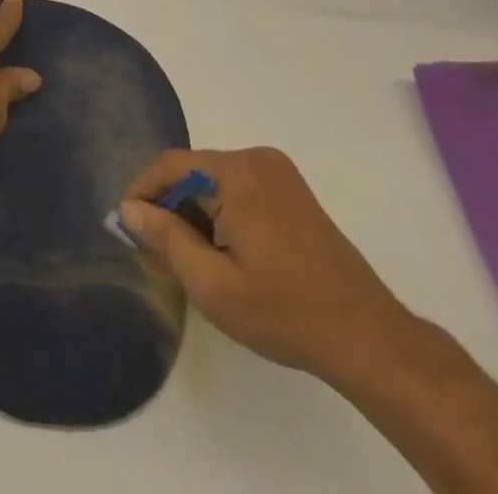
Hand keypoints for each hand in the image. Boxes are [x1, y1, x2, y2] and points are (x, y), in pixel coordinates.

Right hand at [119, 147, 419, 387]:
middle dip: (172, 205)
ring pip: (216, 181)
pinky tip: (227, 252)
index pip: (172, 166)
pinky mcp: (293, 191)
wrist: (368, 339)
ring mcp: (279, 173)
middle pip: (194, 171)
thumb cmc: (284, 311)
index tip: (129, 226)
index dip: (144, 193)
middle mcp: (257, 159)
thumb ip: (166, 239)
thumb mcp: (212, 285)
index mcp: (237, 172)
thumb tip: (129, 208)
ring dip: (198, 211)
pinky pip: (240, 188)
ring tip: (193, 257)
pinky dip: (223, 212)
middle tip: (160, 249)